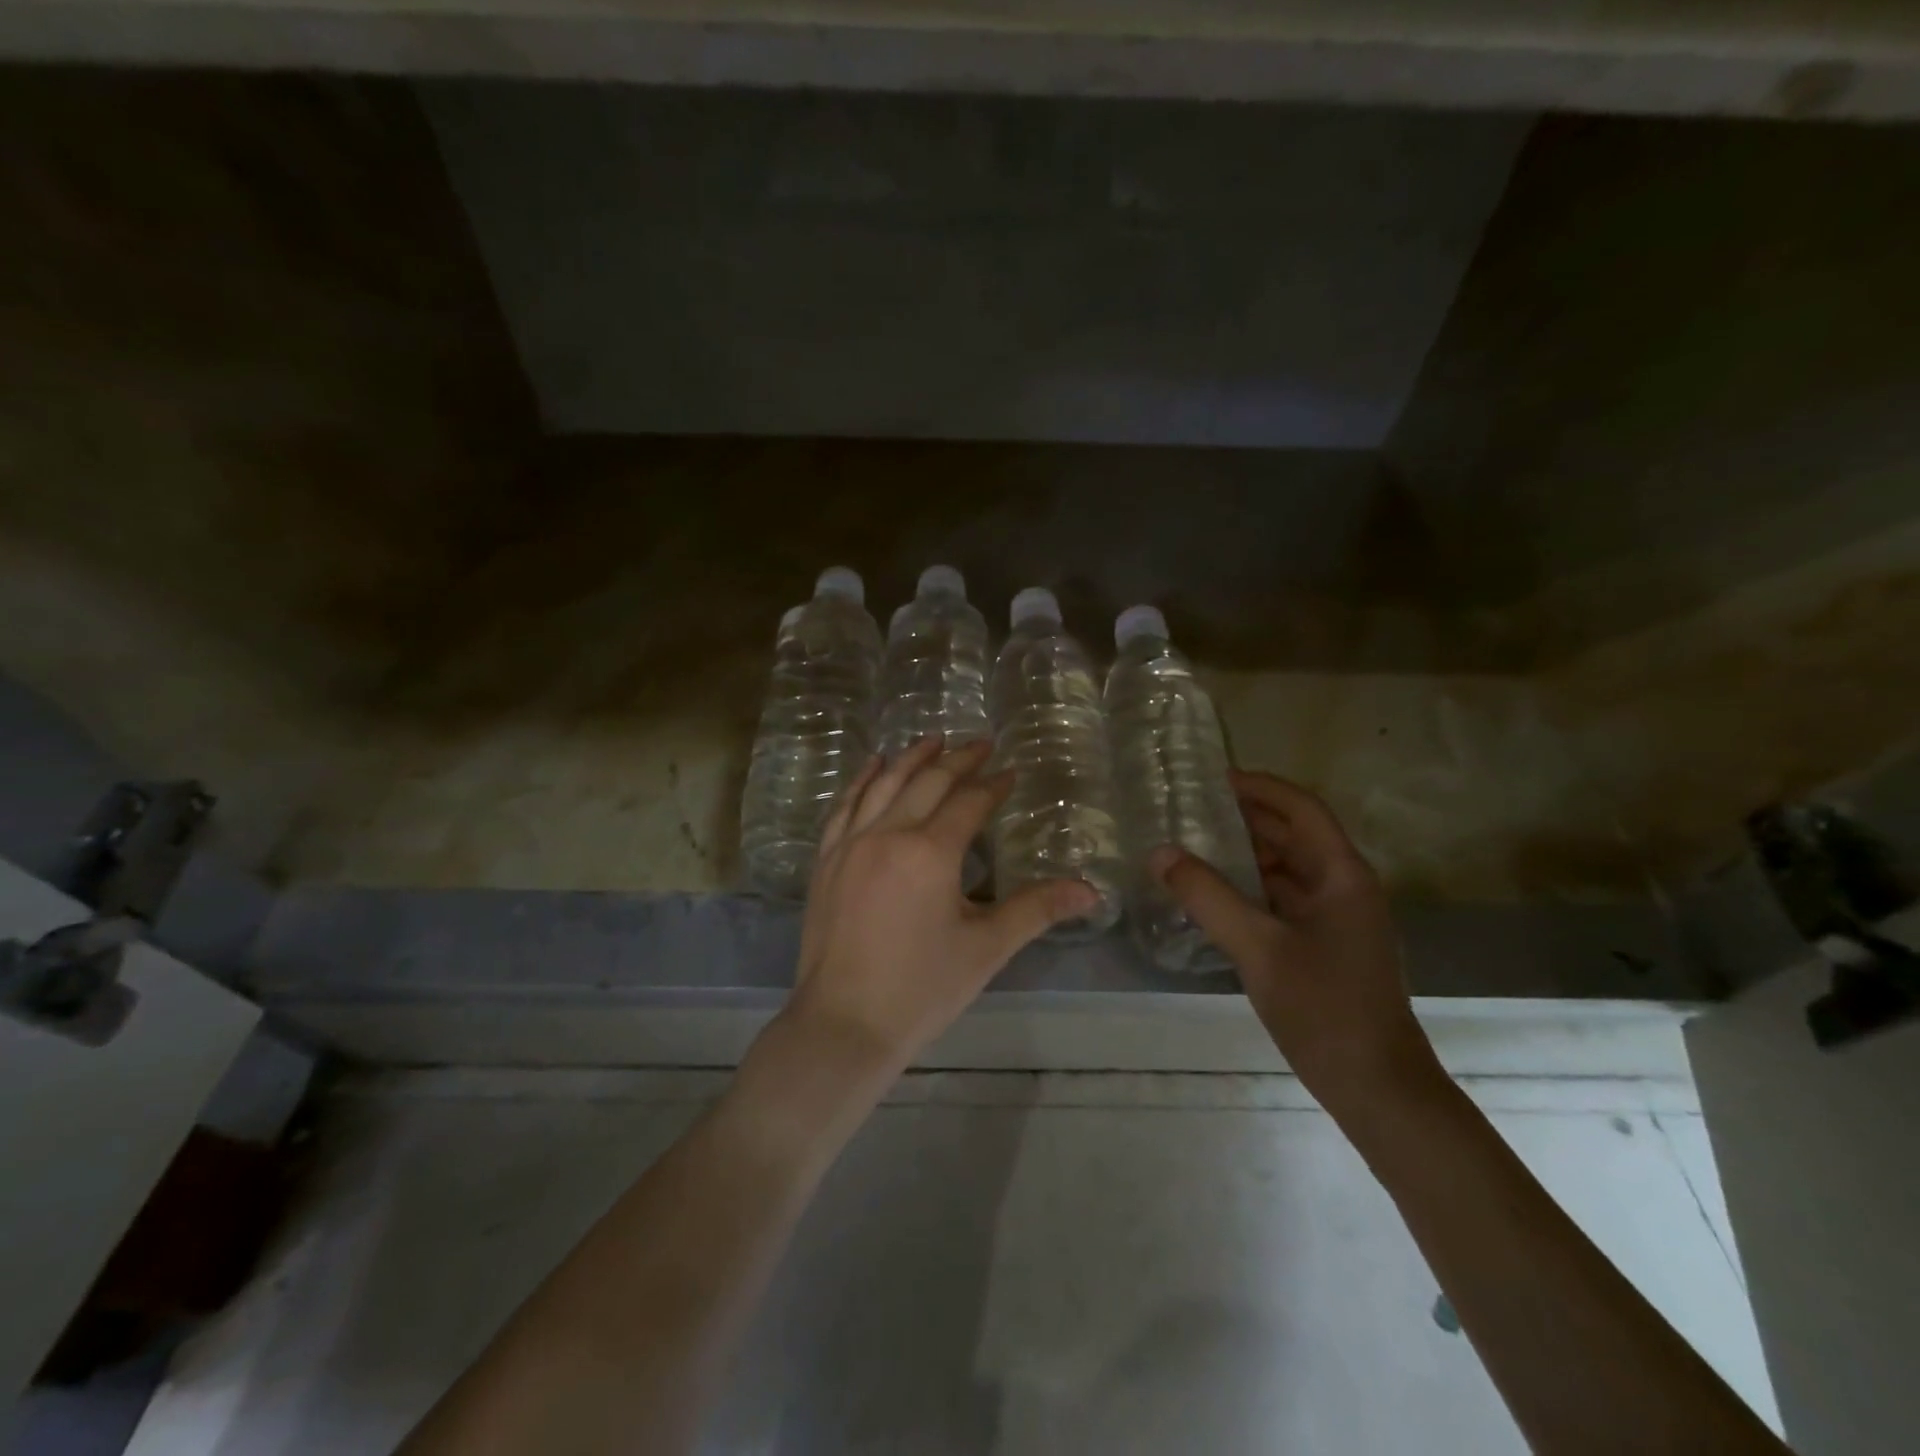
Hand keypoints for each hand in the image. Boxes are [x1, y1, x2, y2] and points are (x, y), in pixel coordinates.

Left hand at [785, 736, 1097, 1075]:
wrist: (843, 1023)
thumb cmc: (921, 988)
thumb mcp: (986, 948)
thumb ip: (1037, 910)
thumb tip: (1090, 890)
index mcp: (930, 853)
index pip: (969, 803)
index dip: (993, 785)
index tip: (1010, 773)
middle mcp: (888, 834)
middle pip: (927, 782)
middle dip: (958, 759)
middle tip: (980, 744)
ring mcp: (850, 844)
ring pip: (883, 784)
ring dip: (911, 758)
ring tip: (933, 740)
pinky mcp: (826, 860)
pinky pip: (844, 806)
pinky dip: (862, 781)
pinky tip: (873, 767)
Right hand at [1151, 771, 1438, 1114]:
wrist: (1377, 1088)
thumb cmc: (1325, 1008)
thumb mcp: (1258, 947)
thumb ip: (1207, 896)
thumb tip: (1160, 852)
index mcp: (1341, 874)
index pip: (1301, 808)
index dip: (1259, 787)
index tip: (1212, 779)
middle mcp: (1342, 887)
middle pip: (1293, 835)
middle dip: (1245, 818)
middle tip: (1189, 809)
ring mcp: (1335, 919)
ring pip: (1285, 869)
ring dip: (1244, 854)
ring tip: (1192, 845)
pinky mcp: (1323, 946)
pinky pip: (1282, 900)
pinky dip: (1249, 889)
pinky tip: (1213, 896)